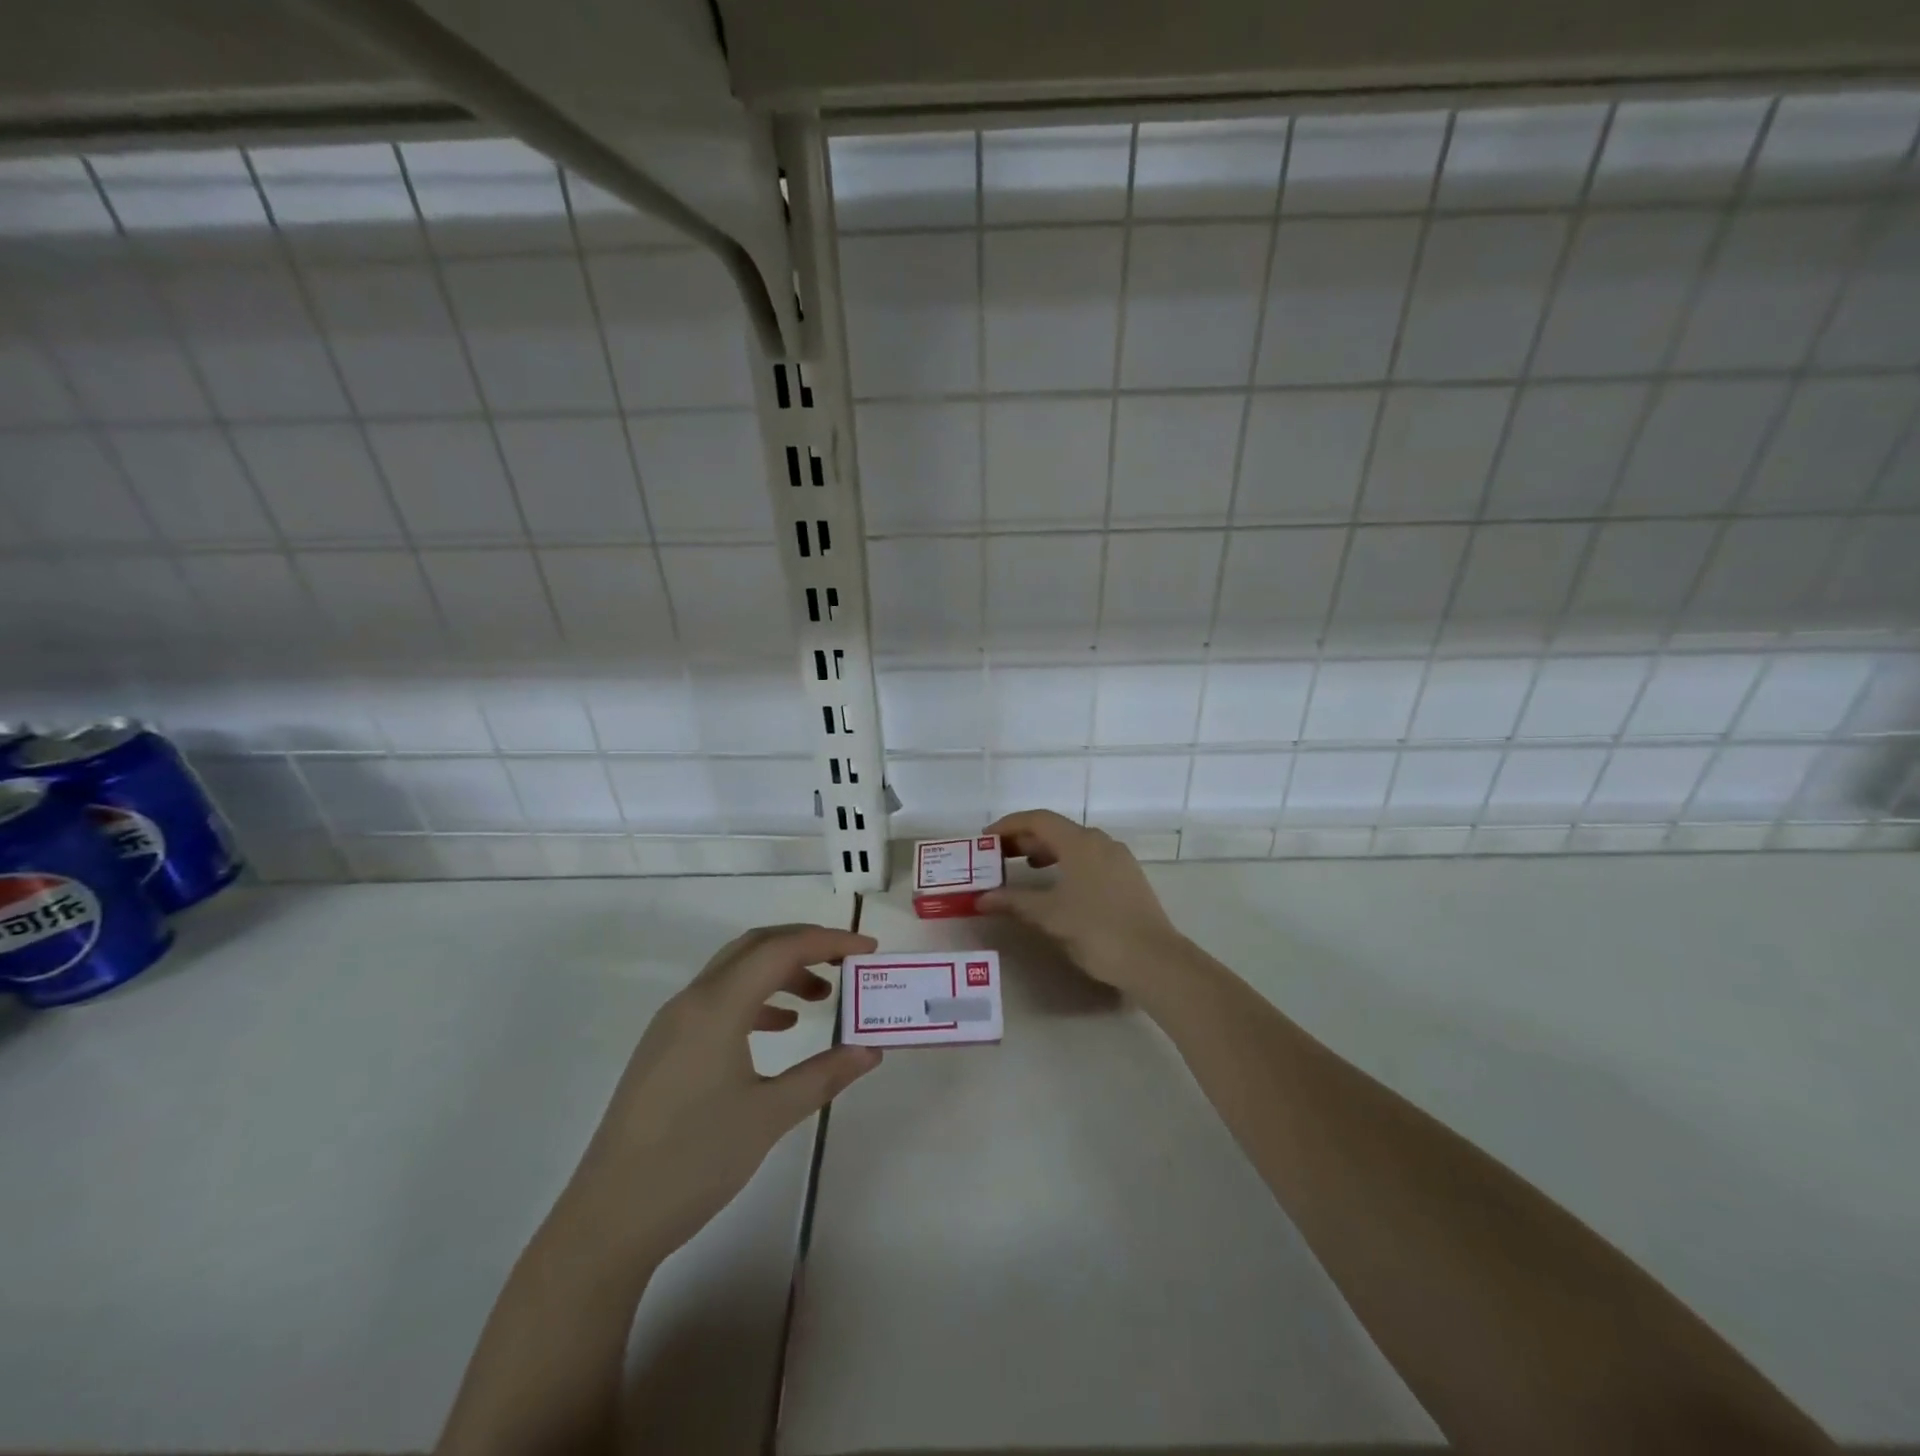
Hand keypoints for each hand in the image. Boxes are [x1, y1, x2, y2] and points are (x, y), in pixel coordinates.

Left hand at [566, 924, 880, 1261]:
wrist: (609, 1218)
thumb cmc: (695, 1160)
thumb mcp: (769, 1116)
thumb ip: (823, 1075)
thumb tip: (869, 1050)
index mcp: (716, 1006)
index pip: (780, 949)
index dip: (828, 941)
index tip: (867, 950)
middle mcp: (692, 1001)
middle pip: (754, 947)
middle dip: (804, 945)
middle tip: (846, 962)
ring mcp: (673, 1023)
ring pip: (735, 972)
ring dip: (780, 972)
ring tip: (821, 998)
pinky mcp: (665, 1047)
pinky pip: (718, 1000)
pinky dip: (756, 999)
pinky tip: (780, 1028)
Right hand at [980, 810, 1189, 1001]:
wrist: (1154, 959)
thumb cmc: (1097, 930)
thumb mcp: (1049, 915)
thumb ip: (1014, 901)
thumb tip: (982, 898)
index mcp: (1080, 842)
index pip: (1038, 820)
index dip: (1009, 825)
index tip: (986, 840)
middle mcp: (1100, 842)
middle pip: (1056, 829)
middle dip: (1025, 839)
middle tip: (999, 855)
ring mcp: (1118, 859)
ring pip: (1074, 844)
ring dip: (1046, 851)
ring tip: (1024, 866)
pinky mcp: (1128, 877)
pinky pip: (1089, 858)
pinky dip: (1066, 863)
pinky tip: (1058, 885)